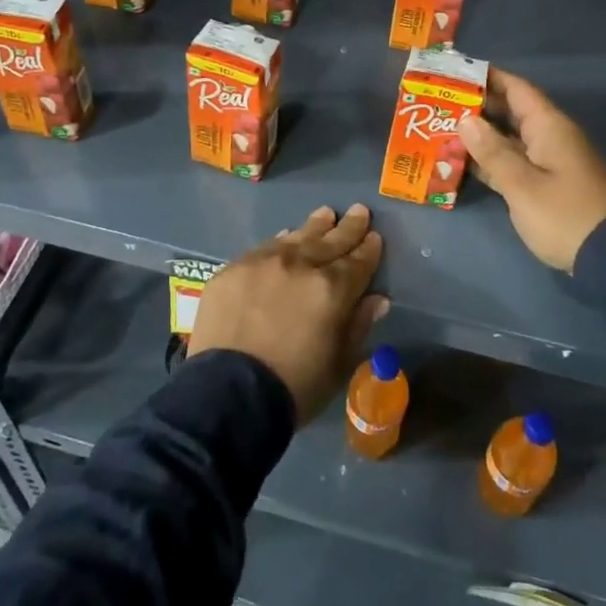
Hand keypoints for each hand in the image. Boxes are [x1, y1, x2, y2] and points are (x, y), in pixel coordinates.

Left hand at [189, 204, 388, 423]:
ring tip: (326, 214)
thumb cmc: (294, 388)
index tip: (375, 236)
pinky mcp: (234, 269)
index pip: (358, 262)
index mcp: (331, 289)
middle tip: (359, 211)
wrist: (228, 394)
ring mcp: (263, 262)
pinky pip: (264, 247)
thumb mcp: (338, 364)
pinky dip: (280, 241)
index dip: (369, 250)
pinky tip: (286, 236)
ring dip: (315, 226)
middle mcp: (299, 265)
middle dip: (348, 228)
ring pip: (296, 238)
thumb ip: (357, 325)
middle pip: (329, 242)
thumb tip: (377, 299)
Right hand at [458, 68, 605, 272]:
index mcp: (548, 126)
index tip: (454, 72)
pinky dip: (491, 159)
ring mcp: (550, 161)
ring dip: (480, 135)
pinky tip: (463, 162)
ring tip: (441, 130)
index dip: (487, 77)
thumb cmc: (564, 214)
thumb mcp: (521, 184)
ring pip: (509, 137)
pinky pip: (514, 161)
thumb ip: (492, 151)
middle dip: (476, 106)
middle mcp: (550, 136)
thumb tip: (466, 120)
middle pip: (510, 111)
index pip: (516, 88)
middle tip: (438, 103)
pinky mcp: (547, 184)